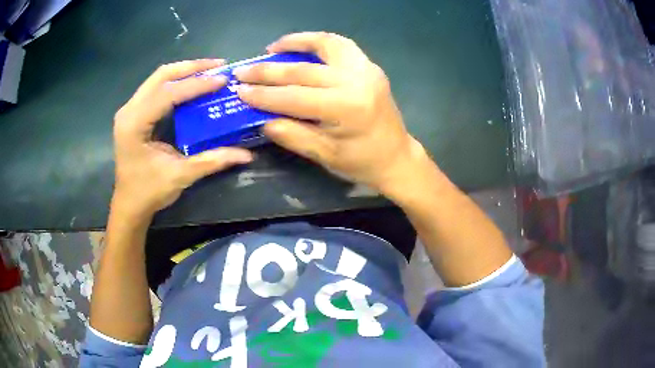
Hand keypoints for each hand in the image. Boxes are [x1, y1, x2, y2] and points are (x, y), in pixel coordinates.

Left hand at [113, 59, 252, 218]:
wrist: (129, 205)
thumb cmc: (149, 192)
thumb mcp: (180, 176)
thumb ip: (212, 161)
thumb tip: (246, 154)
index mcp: (134, 124)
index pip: (168, 94)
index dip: (196, 85)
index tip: (223, 79)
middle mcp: (129, 110)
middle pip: (161, 75)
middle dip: (191, 67)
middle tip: (218, 66)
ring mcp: (129, 110)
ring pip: (158, 78)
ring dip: (184, 71)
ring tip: (209, 70)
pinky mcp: (134, 113)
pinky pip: (156, 88)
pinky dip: (176, 82)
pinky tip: (192, 84)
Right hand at [234, 32, 423, 191]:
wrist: (397, 157)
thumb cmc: (362, 162)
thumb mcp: (324, 155)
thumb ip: (291, 134)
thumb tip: (261, 118)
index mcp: (347, 108)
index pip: (294, 97)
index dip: (263, 94)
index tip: (240, 90)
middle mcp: (357, 80)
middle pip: (303, 70)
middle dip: (269, 70)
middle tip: (244, 69)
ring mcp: (367, 69)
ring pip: (326, 44)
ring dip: (296, 43)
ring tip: (272, 48)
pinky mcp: (370, 67)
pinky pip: (341, 45)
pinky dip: (318, 42)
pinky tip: (302, 47)